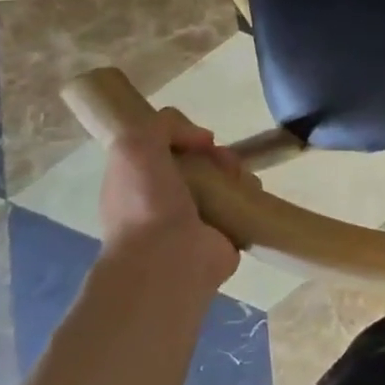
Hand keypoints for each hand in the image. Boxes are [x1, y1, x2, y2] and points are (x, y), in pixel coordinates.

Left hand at [99, 108, 241, 291]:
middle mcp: (165, 199)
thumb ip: (163, 125)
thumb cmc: (145, 202)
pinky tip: (247, 192)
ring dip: (235, 170)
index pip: (166, 150)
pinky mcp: (225, 234)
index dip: (185, 137)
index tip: (198, 140)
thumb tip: (203, 139)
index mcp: (138, 182)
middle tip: (221, 161)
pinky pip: (242, 203)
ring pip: (223, 180)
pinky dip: (249, 193)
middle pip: (199, 162)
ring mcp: (196, 219)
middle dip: (215, 154)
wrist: (168, 259)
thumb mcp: (135, 145)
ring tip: (236, 177)